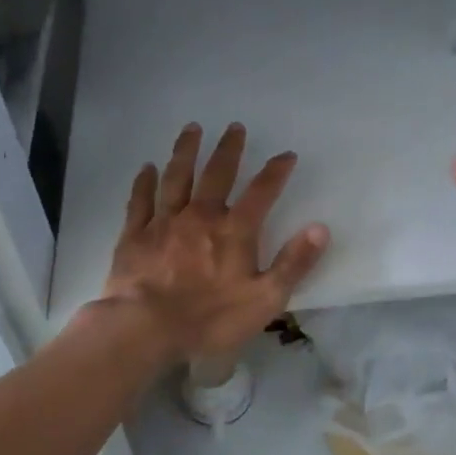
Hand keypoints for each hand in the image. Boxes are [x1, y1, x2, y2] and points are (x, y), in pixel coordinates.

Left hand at [101, 123, 329, 362]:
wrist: (146, 328)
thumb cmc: (210, 318)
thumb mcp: (265, 299)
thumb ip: (294, 262)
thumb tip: (320, 228)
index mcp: (234, 231)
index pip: (261, 192)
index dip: (276, 172)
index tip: (286, 155)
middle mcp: (200, 216)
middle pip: (217, 174)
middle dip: (229, 149)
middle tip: (234, 126)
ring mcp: (165, 222)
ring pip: (177, 177)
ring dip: (186, 151)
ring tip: (192, 129)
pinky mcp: (135, 234)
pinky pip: (141, 200)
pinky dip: (145, 182)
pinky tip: (147, 168)